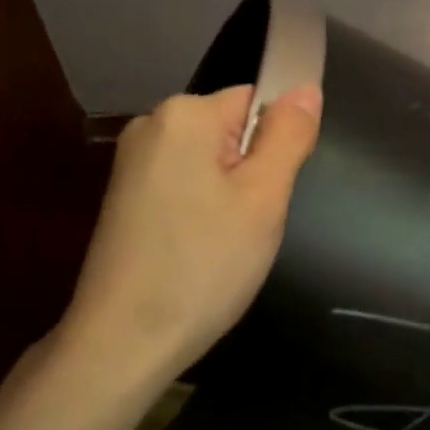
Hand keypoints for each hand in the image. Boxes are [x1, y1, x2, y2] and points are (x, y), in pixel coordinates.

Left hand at [56, 84, 321, 389]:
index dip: (276, 145)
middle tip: (251, 224)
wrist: (123, 342)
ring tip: (226, 243)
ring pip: (211, 163)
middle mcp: (151, 126)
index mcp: (184, 115)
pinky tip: (199, 251)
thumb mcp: (263, 198)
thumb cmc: (203, 266)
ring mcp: (132, 164)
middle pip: (232, 131)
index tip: (270, 194)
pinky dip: (202, 212)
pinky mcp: (125, 198)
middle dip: (253, 172)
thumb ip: (288, 136)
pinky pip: (185, 186)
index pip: (256, 100)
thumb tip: (306, 87)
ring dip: (230, 197)